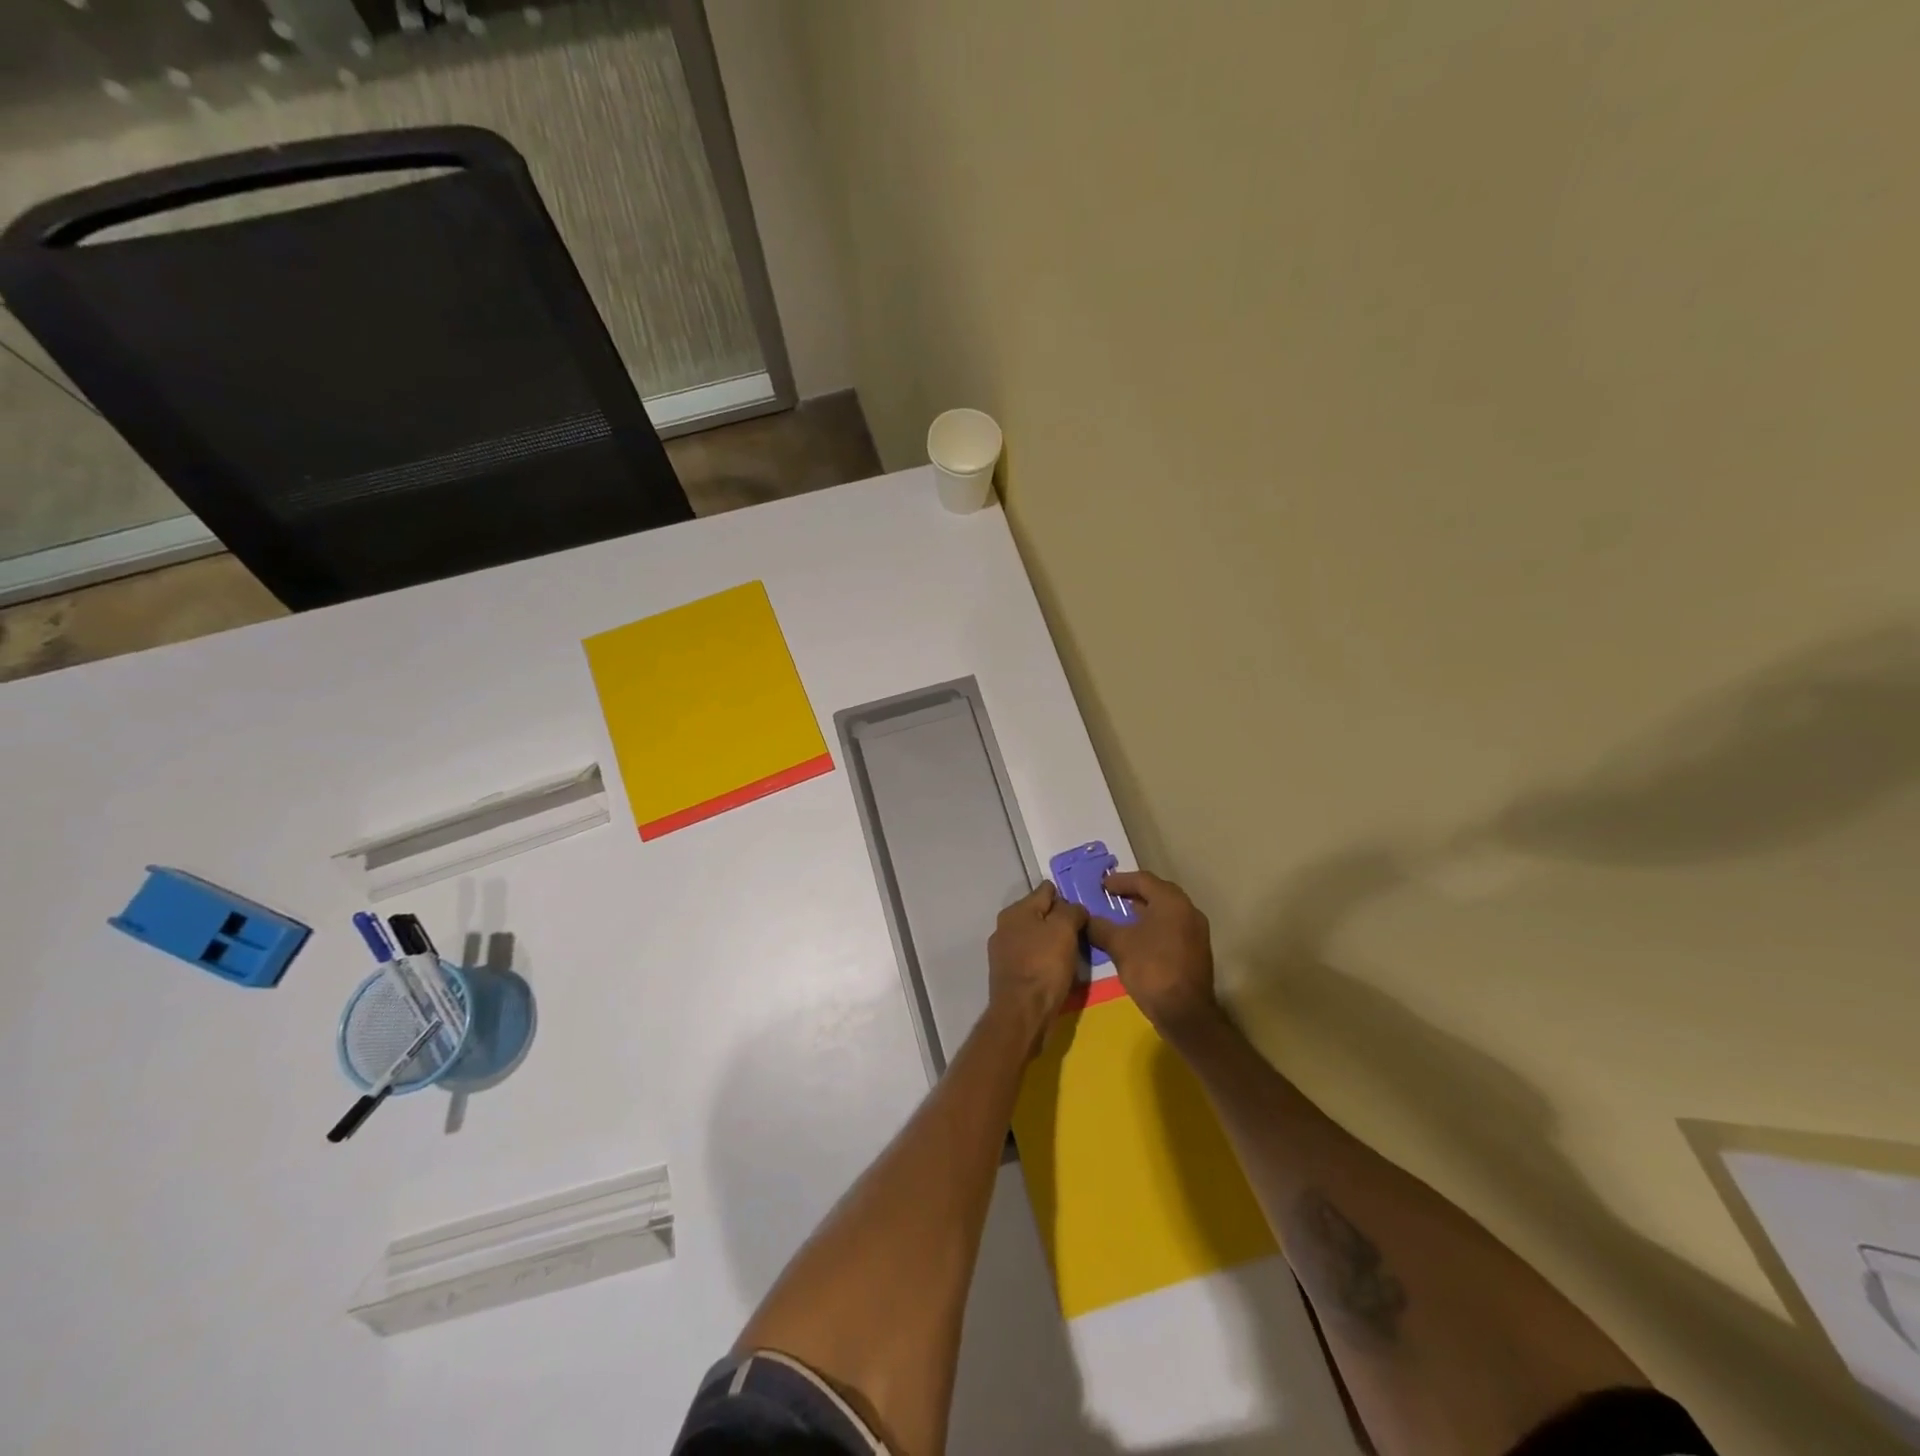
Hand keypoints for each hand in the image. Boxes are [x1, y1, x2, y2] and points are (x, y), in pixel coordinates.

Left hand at [987, 882, 1087, 1051]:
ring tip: (1073, 951)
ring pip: (1035, 936)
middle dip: (1059, 920)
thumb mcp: (1064, 930)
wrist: (1022, 1013)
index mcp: (1016, 911)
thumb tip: (1074, 908)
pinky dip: (1044, 959)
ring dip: (1052, 941)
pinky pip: (1031, 957)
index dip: (1066, 897)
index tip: (1083, 910)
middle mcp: (1005, 926)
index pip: (1046, 891)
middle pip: (1039, 914)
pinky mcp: (1007, 973)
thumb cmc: (1044, 966)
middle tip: (1081, 932)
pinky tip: (1057, 969)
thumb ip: (1071, 911)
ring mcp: (1003, 951)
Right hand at [1087, 872, 1220, 1041]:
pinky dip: (1154, 926)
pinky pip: (1172, 927)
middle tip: (1111, 896)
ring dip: (1144, 910)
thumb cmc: (1151, 969)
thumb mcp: (1119, 945)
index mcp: (1171, 901)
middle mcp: (1188, 910)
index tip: (1102, 885)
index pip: (1143, 879)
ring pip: (1166, 911)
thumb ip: (1100, 927)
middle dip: (1133, 893)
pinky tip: (1138, 938)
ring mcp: (1196, 931)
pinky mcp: (1196, 950)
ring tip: (1121, 916)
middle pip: (1158, 893)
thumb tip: (1085, 919)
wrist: (1185, 1013)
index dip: (1120, 880)